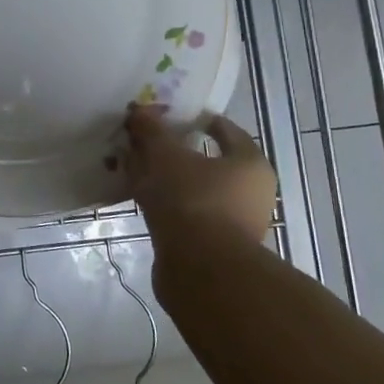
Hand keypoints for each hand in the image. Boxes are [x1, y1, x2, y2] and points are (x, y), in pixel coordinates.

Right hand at [124, 106, 279, 265]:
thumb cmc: (192, 200)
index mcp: (249, 164)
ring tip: (133, 168)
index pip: (224, 130)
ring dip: (165, 178)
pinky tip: (138, 197)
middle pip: (206, 161)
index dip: (195, 119)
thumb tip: (140, 112)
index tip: (167, 116)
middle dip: (173, 150)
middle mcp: (249, 192)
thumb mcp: (166, 156)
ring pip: (192, 188)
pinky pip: (184, 213)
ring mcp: (232, 222)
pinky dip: (164, 203)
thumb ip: (152, 131)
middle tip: (144, 141)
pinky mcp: (212, 246)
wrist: (200, 271)